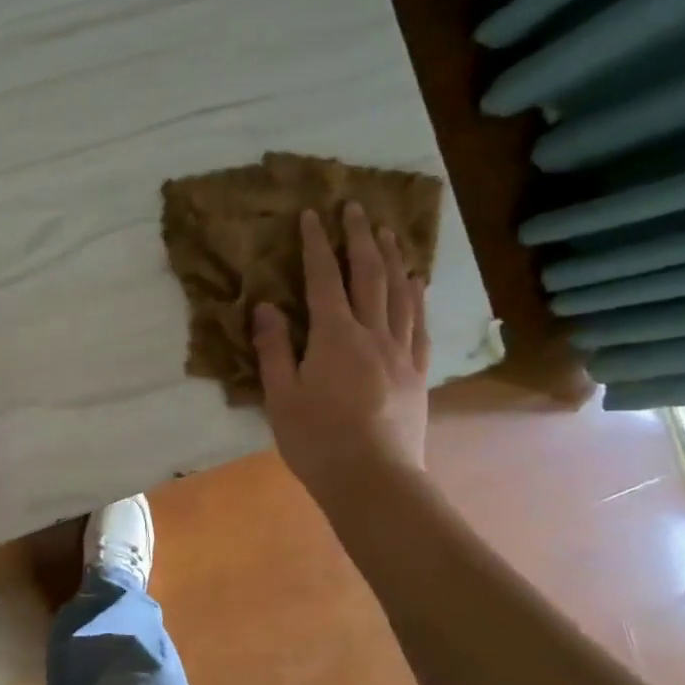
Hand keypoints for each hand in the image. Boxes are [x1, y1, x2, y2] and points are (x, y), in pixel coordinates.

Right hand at [252, 204, 428, 498]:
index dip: (317, 244)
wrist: (373, 478)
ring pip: (400, 292)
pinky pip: (419, 323)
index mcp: (333, 337)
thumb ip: (274, 348)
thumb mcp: (280, 396)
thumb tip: (265, 306)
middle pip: (369, 275)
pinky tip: (416, 282)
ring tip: (389, 231)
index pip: (324, 279)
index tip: (313, 214)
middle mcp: (372, 333)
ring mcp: (400, 351)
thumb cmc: (316, 439)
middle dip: (361, 237)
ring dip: (393, 257)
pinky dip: (417, 296)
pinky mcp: (417, 372)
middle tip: (356, 206)